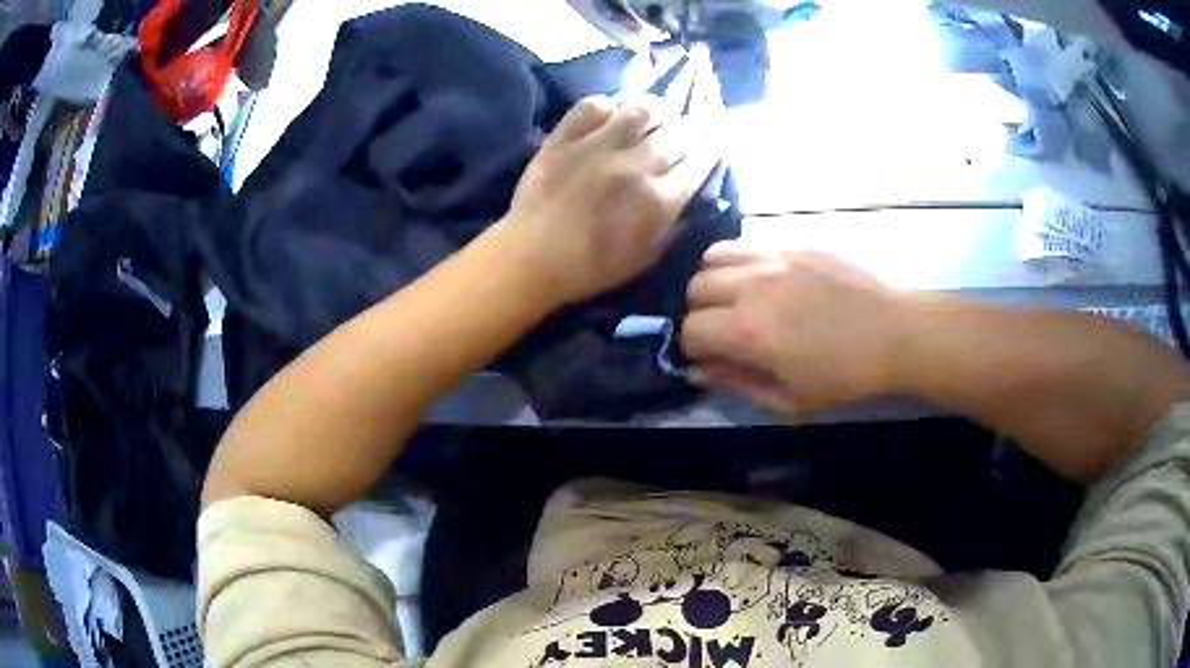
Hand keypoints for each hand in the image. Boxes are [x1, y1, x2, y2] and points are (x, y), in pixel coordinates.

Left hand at [502, 95, 717, 304]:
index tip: (714, 142)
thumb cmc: (591, 267)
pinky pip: (593, 106)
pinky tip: (611, 115)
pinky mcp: (565, 137)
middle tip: (690, 128)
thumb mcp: (645, 258)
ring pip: (641, 110)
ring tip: (656, 115)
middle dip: (692, 128)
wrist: (531, 258)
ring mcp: (597, 146)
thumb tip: (694, 197)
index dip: (711, 148)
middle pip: (678, 133)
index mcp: (658, 200)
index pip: (700, 162)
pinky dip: (607, 106)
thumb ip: (674, 226)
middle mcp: (634, 166)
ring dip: (656, 111)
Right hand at [681, 243, 906, 416]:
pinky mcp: (794, 242)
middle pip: (695, 288)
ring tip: (736, 298)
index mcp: (749, 330)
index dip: (693, 348)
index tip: (710, 357)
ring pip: (713, 256)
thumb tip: (700, 369)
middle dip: (699, 313)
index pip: (690, 329)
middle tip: (723, 329)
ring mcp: (774, 256)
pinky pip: (747, 243)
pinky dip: (740, 262)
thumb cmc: (844, 376)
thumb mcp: (789, 400)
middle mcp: (752, 285)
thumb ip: (736, 383)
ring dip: (713, 280)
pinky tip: (762, 280)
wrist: (894, 333)